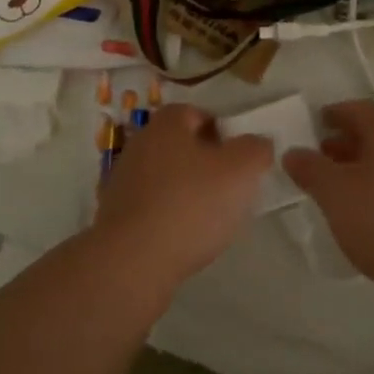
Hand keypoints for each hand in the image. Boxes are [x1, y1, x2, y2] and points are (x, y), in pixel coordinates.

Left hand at [94, 104, 271, 289]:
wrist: (133, 261)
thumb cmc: (191, 204)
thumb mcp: (240, 170)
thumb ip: (255, 149)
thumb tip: (258, 143)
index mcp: (167, 124)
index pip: (197, 113)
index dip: (221, 131)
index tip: (239, 157)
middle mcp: (141, 144)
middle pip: (180, 145)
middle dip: (205, 161)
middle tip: (230, 186)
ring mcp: (123, 180)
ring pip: (165, 176)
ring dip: (186, 190)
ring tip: (211, 217)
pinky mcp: (116, 215)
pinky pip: (151, 206)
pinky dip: (169, 215)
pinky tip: (185, 237)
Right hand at [282, 100, 373, 303]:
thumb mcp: (337, 195)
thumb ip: (312, 170)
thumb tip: (293, 152)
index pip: (360, 109)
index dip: (336, 113)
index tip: (316, 123)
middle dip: (347, 143)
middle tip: (321, 160)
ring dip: (364, 169)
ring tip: (341, 193)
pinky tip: (370, 218)